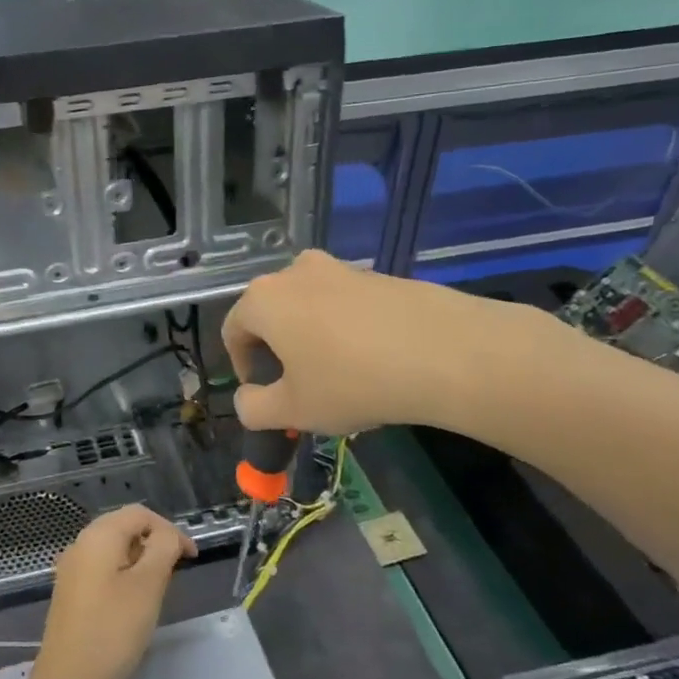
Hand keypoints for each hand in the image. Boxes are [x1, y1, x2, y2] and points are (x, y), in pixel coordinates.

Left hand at [3, 505, 194, 678]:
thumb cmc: (113, 631)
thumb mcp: (148, 586)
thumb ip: (162, 549)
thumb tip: (167, 535)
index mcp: (98, 536)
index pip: (140, 514)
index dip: (170, 530)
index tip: (191, 558)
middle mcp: (80, 544)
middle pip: (124, 528)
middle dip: (155, 543)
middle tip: (177, 572)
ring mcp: (71, 569)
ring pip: (114, 550)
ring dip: (140, 560)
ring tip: (159, 588)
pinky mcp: (70, 593)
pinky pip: (102, 569)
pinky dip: (124, 575)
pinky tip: (134, 602)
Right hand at [221, 248, 526, 437]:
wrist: (445, 353)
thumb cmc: (352, 381)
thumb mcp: (293, 410)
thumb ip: (254, 408)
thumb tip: (247, 400)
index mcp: (264, 299)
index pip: (232, 329)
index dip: (241, 366)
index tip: (264, 395)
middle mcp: (295, 272)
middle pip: (271, 314)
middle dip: (277, 352)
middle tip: (299, 389)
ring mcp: (340, 268)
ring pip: (309, 308)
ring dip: (311, 341)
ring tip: (339, 379)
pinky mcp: (378, 275)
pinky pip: (345, 305)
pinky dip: (346, 331)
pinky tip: (373, 363)